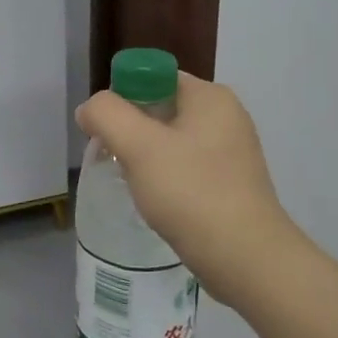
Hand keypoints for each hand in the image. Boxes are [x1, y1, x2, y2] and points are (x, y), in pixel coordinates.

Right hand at [75, 73, 303, 303]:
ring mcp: (231, 152)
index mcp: (210, 97)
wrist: (247, 260)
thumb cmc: (192, 193)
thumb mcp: (139, 146)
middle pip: (159, 108)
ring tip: (135, 186)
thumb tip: (90, 110)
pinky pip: (185, 168)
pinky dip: (165, 179)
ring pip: (169, 141)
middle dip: (130, 132)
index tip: (108, 134)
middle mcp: (226, 116)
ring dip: (144, 158)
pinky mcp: (231, 183)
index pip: (153, 77)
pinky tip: (157, 202)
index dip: (122, 99)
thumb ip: (106, 115)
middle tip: (115, 161)